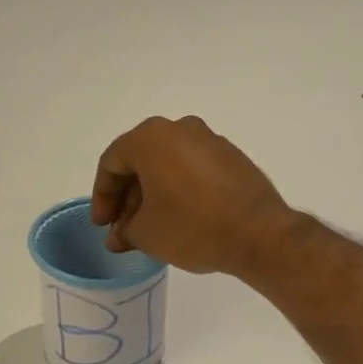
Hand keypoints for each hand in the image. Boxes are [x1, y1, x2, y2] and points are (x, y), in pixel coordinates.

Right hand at [90, 116, 301, 275]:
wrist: (259, 234)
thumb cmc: (193, 227)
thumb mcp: (147, 234)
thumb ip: (125, 230)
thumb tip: (119, 235)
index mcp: (151, 138)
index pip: (113, 163)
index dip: (102, 196)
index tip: (103, 225)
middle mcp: (180, 128)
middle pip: (141, 160)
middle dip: (128, 197)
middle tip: (123, 228)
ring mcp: (210, 140)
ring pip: (168, 164)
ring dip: (153, 194)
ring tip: (149, 227)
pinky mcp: (232, 157)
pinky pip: (192, 169)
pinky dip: (178, 189)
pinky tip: (179, 217)